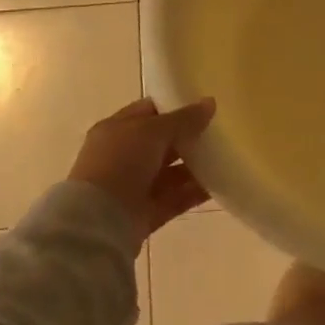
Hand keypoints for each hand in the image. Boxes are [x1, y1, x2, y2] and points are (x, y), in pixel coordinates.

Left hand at [70, 97, 215, 239]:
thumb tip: (210, 103)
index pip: (149, 111)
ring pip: (171, 172)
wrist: (98, 221)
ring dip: (195, 166)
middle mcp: (124, 156)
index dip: (175, 106)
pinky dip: (195, 192)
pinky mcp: (146, 213)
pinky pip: (176, 198)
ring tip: (225, 158)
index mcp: (117, 129)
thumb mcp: (153, 131)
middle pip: (162, 143)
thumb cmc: (120, 162)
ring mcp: (134, 186)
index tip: (204, 105)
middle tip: (220, 131)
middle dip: (189, 137)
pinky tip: (219, 185)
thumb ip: (184, 118)